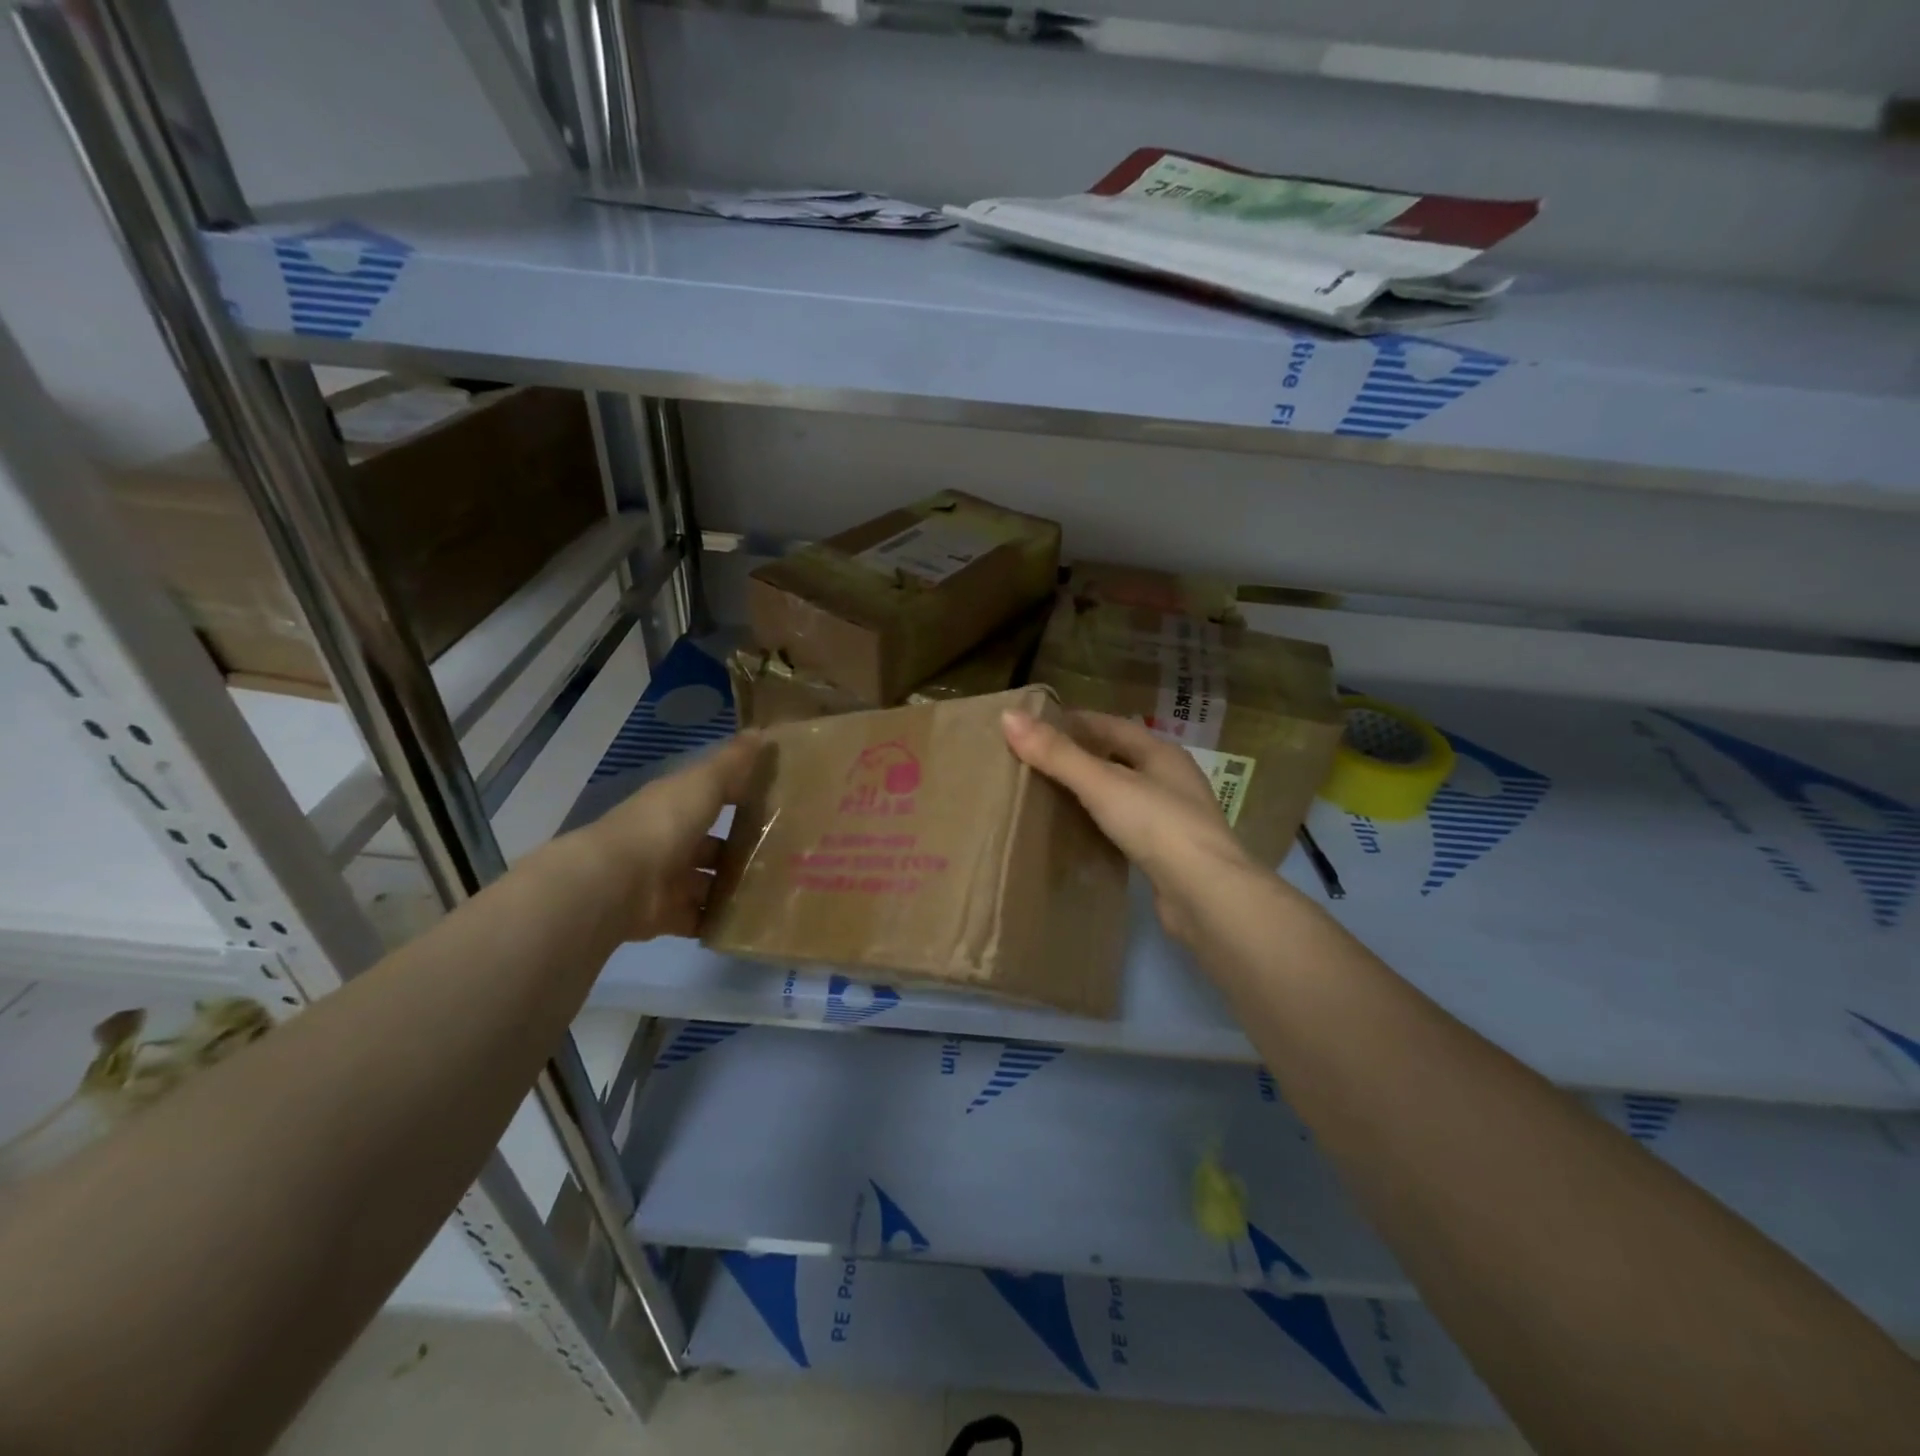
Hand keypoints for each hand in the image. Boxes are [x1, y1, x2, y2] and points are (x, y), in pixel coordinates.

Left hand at [577, 732, 762, 940]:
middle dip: (742, 851)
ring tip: (778, 890)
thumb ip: (733, 762)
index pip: (711, 797)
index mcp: (674, 805)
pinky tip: (753, 920)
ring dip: (735, 887)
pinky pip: (700, 918)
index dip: (740, 798)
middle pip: (712, 846)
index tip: (777, 803)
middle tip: (787, 856)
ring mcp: (666, 880)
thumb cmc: (664, 824)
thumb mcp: (703, 783)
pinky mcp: (666, 916)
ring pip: (708, 883)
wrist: (617, 884)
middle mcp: (669, 841)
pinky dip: (720, 920)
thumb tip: (762, 731)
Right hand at [1002, 708, 1255, 943]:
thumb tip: (1008, 717)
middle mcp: (1170, 778)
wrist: (1206, 895)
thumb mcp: (1102, 784)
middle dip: (1081, 754)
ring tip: (1050, 792)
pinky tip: (1080, 830)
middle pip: (1118, 756)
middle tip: (1036, 760)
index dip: (1074, 722)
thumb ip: (1057, 754)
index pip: (1111, 724)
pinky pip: (1126, 824)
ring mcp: (1172, 817)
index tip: (1034, 726)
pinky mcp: (1167, 852)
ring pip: (1123, 791)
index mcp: (1161, 752)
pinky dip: (1102, 820)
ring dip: (1092, 789)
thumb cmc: (1157, 826)